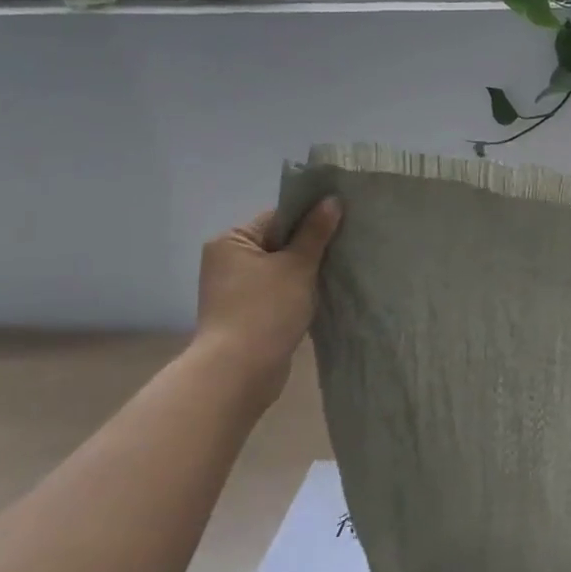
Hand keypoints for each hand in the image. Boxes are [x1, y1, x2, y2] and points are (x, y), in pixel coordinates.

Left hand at [193, 200, 341, 373]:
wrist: (240, 372)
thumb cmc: (266, 309)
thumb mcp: (297, 265)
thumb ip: (315, 232)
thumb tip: (332, 199)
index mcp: (231, 241)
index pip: (277, 218)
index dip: (309, 220)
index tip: (340, 224)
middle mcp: (226, 262)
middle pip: (278, 244)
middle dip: (309, 249)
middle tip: (344, 249)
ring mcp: (234, 291)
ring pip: (280, 271)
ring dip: (305, 274)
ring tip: (336, 273)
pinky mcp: (245, 315)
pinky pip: (276, 294)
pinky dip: (296, 294)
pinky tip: (320, 297)